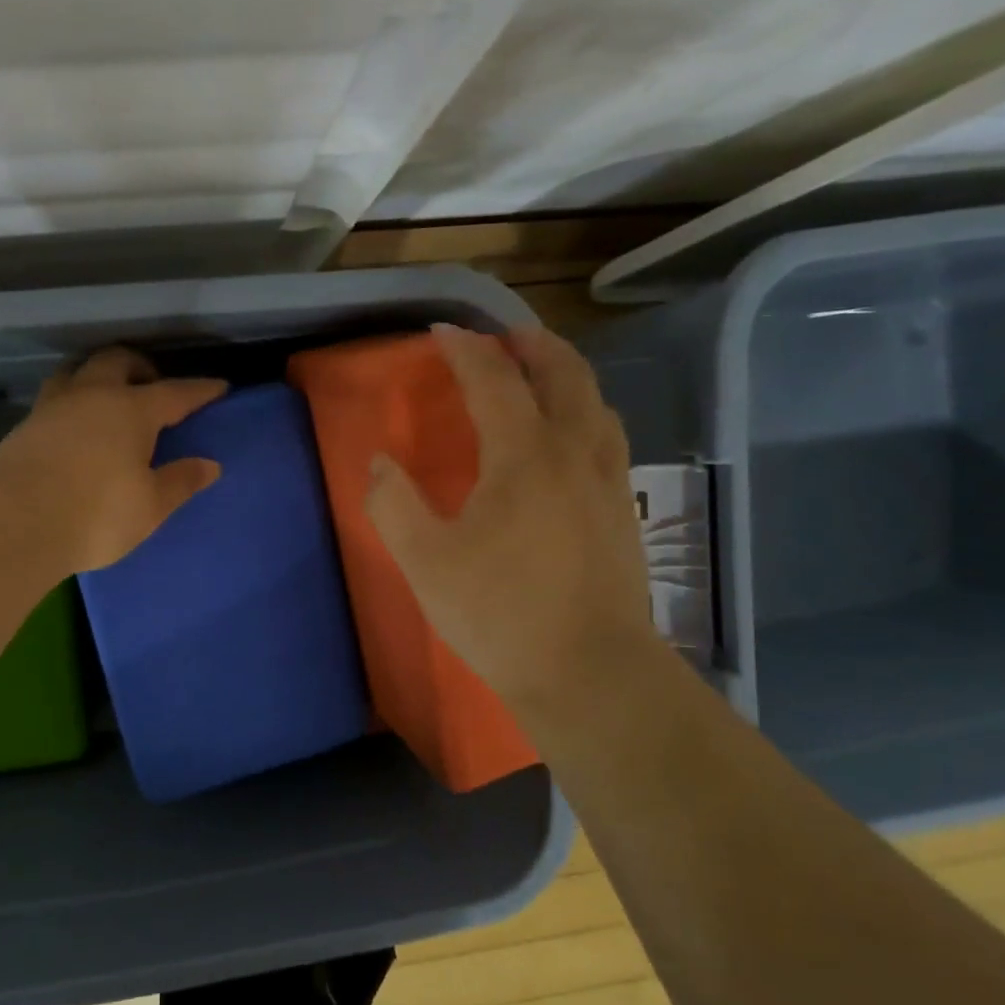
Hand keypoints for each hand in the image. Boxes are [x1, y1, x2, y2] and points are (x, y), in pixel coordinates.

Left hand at [0, 347, 227, 574]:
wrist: (16, 526)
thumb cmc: (96, 516)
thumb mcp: (150, 506)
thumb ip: (181, 481)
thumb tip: (210, 465)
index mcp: (131, 410)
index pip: (175, 393)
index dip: (201, 390)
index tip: (219, 387)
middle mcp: (91, 396)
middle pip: (118, 361)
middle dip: (141, 366)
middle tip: (154, 386)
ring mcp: (52, 407)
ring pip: (77, 371)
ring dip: (98, 375)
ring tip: (109, 397)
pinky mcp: (24, 427)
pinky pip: (54, 398)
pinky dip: (73, 402)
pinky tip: (74, 427)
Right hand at [364, 323, 664, 746]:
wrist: (590, 672)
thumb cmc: (500, 613)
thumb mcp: (426, 563)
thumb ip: (394, 506)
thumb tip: (380, 464)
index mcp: (524, 455)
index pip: (495, 380)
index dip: (466, 350)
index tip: (442, 332)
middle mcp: (575, 452)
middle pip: (564, 373)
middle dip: (532, 345)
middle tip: (504, 337)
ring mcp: (609, 480)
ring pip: (596, 402)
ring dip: (566, 374)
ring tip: (540, 374)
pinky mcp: (624, 510)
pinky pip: (607, 436)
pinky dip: (586, 411)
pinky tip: (571, 438)